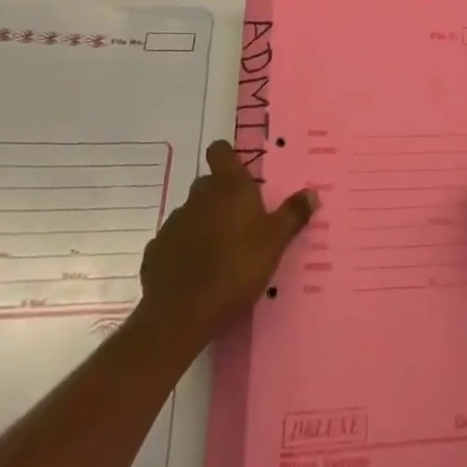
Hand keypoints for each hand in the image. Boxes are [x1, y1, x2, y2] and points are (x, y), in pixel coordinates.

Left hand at [138, 141, 314, 344]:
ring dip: (202, 226)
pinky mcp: (155, 252)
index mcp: (228, 186)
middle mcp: (198, 196)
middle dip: (220, 198)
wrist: (181, 315)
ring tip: (218, 255)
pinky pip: (173, 244)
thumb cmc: (236, 268)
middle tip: (239, 224)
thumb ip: (292, 215)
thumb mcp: (275, 242)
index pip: (220, 151)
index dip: (227, 158)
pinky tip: (194, 276)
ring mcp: (173, 223)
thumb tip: (312, 192)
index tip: (238, 175)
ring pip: (190, 214)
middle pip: (208, 184)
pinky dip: (183, 252)